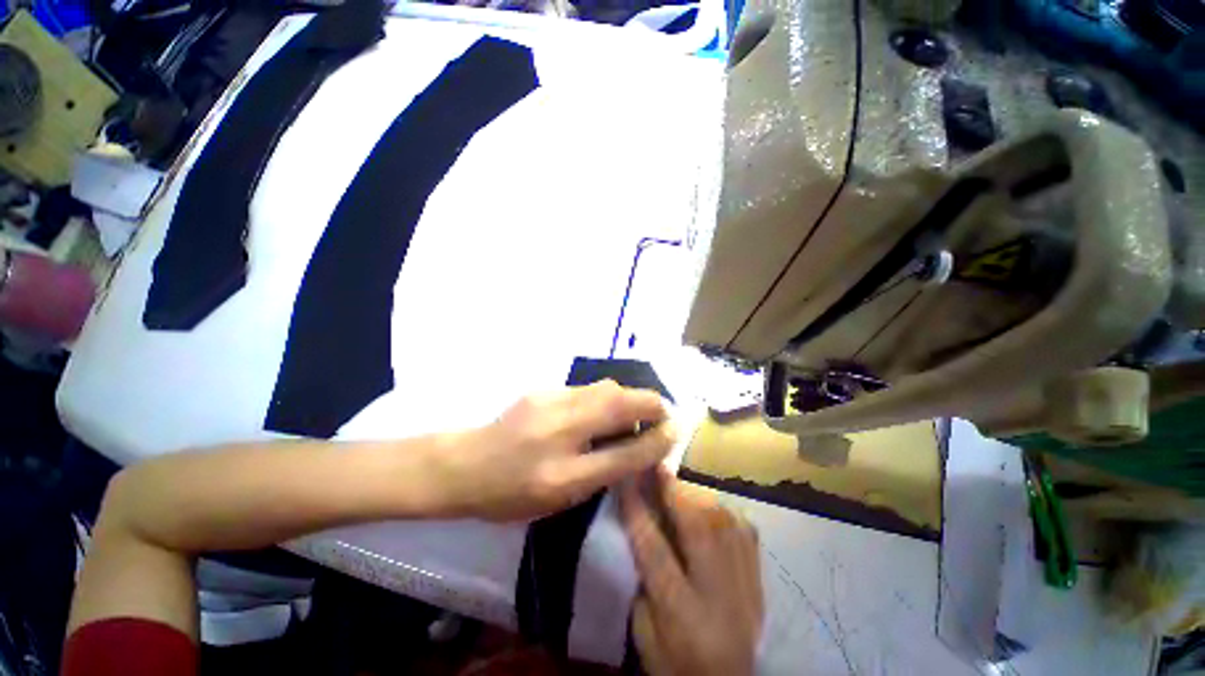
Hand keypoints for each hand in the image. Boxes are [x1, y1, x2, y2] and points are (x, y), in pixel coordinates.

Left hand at [434, 381, 674, 520]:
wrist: (464, 465)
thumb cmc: (512, 493)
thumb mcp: (563, 497)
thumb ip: (607, 471)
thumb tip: (645, 446)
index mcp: (563, 471)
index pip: (627, 451)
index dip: (658, 438)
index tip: (675, 430)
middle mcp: (559, 429)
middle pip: (620, 402)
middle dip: (649, 405)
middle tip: (656, 419)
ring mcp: (550, 400)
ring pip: (606, 388)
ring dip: (628, 398)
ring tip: (631, 413)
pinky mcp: (544, 388)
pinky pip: (588, 388)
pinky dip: (606, 397)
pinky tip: (599, 409)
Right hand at [621, 472, 762, 675]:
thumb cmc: (676, 663)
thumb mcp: (644, 633)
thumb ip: (642, 579)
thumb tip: (644, 525)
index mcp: (682, 615)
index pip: (655, 551)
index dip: (638, 509)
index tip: (626, 477)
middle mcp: (718, 594)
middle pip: (699, 528)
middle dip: (674, 491)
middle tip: (657, 466)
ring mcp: (746, 583)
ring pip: (723, 521)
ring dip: (696, 495)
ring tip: (677, 485)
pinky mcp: (760, 576)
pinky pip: (743, 526)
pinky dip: (722, 508)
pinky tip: (708, 505)